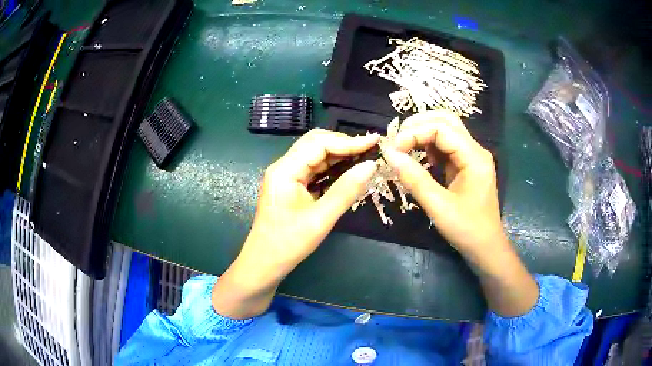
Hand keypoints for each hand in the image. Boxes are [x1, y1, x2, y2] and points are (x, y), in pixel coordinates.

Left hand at [213, 129, 378, 318]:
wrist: (264, 264)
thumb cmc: (289, 244)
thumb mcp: (321, 219)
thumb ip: (346, 190)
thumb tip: (371, 165)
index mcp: (285, 170)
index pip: (319, 143)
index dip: (348, 141)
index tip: (374, 141)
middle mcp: (283, 167)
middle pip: (316, 143)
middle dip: (344, 144)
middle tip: (371, 149)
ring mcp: (286, 176)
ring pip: (315, 155)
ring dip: (339, 154)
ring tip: (364, 156)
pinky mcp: (290, 185)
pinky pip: (313, 169)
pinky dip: (332, 167)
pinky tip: (348, 170)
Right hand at [382, 110, 505, 260]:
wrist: (485, 247)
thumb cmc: (466, 229)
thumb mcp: (438, 206)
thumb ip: (414, 179)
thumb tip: (389, 154)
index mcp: (474, 157)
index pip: (441, 128)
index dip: (414, 133)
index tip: (393, 150)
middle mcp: (475, 150)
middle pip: (446, 120)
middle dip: (419, 124)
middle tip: (397, 141)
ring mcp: (471, 156)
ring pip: (446, 129)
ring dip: (423, 132)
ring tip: (404, 146)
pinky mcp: (466, 164)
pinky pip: (447, 144)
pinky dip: (429, 144)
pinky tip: (421, 157)